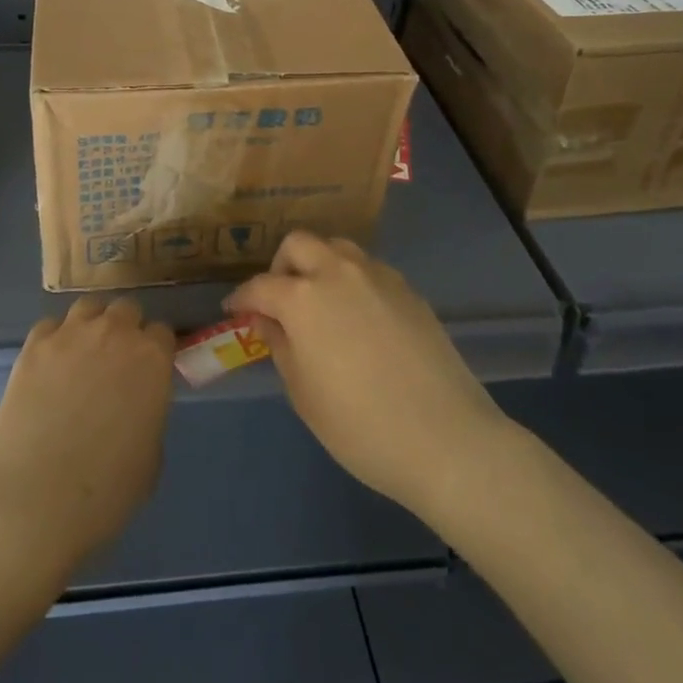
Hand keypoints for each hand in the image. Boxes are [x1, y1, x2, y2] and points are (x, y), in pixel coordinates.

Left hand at [0, 297, 177, 575]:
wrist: (35, 498)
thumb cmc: (106, 491)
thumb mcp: (151, 456)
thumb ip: (149, 413)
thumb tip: (136, 404)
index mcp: (152, 358)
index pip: (162, 333)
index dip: (157, 352)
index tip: (149, 373)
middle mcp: (115, 333)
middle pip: (126, 309)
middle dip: (126, 330)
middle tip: (117, 363)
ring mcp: (71, 333)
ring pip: (88, 307)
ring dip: (92, 325)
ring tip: (83, 355)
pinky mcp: (34, 344)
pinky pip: (50, 326)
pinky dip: (55, 339)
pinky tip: (50, 367)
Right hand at [225, 232, 510, 517]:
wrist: (447, 439)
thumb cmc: (361, 426)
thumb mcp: (303, 394)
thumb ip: (281, 347)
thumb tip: (270, 322)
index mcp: (303, 297)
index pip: (260, 286)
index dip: (242, 299)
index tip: (235, 311)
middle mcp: (337, 272)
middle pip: (298, 244)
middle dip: (281, 266)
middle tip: (281, 300)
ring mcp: (377, 276)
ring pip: (337, 248)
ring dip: (319, 264)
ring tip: (320, 301)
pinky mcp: (408, 290)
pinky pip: (368, 269)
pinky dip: (352, 280)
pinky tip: (358, 316)